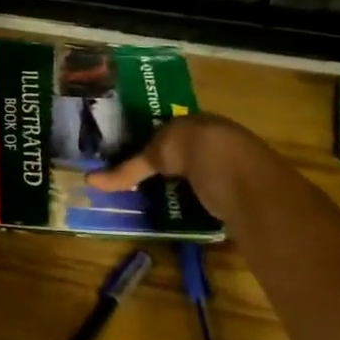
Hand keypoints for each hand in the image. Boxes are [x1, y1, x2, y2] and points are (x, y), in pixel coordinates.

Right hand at [87, 112, 262, 217]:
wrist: (249, 181)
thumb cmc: (203, 151)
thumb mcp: (160, 154)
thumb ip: (130, 169)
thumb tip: (90, 181)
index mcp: (200, 123)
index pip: (170, 130)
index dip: (149, 142)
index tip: (126, 157)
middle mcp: (218, 144)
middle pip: (185, 155)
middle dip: (165, 167)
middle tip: (136, 183)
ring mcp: (233, 172)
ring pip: (198, 179)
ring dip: (180, 190)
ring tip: (151, 202)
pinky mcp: (239, 200)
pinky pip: (209, 202)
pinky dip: (194, 208)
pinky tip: (179, 215)